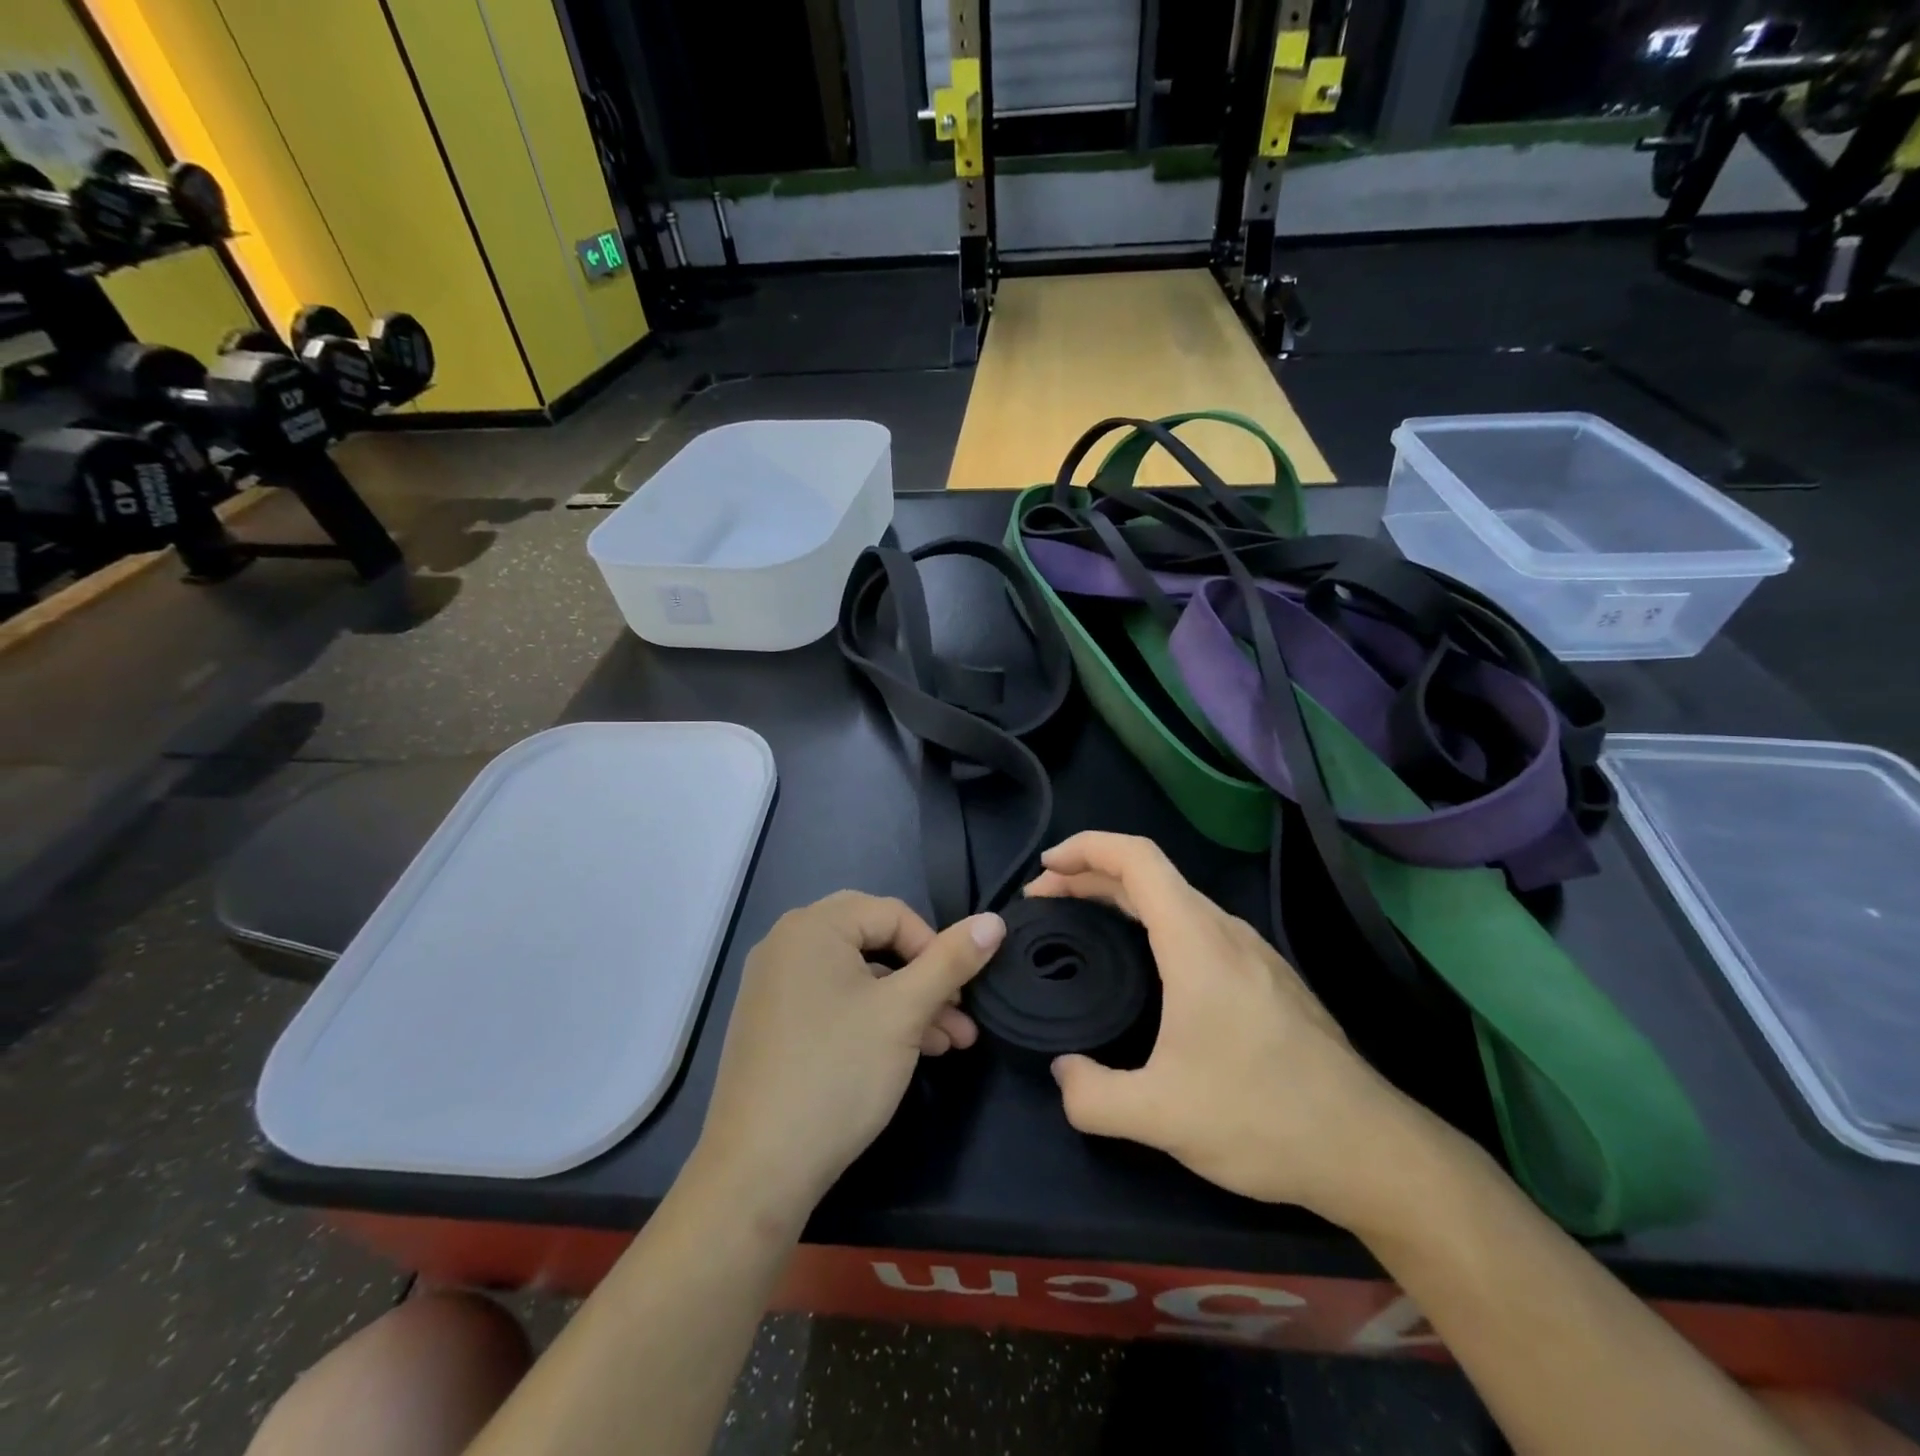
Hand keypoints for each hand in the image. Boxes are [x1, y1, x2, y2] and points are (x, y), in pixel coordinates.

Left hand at [694, 892, 1005, 1223]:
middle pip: (875, 942)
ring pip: (858, 977)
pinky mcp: (773, 1023)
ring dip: (907, 1004)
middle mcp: (787, 944)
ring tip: (951, 1043)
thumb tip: (994, 921)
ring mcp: (774, 985)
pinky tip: (910, 1053)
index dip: (935, 948)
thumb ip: (951, 961)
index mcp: (812, 926)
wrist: (757, 1171)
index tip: (960, 994)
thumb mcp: (904, 1013)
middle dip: (925, 977)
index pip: (892, 913)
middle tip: (959, 1013)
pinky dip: (873, 1019)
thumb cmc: (837, 1074)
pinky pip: (834, 1002)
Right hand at [1029, 832, 1447, 1224]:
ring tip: (1084, 921)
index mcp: (1196, 940)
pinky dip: (1152, 923)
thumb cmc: (1262, 1118)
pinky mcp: (1267, 977)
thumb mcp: (1160, 1116)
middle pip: (1150, 875)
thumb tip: (1063, 1075)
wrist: (1370, 1150)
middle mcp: (1225, 931)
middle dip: (1090, 875)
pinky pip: (1197, 926)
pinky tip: (1144, 963)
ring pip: (1176, 900)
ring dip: (1122, 898)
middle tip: (1044, 899)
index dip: (1085, 848)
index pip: (1136, 858)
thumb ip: (1092, 1096)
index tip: (1044, 869)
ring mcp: (1252, 952)